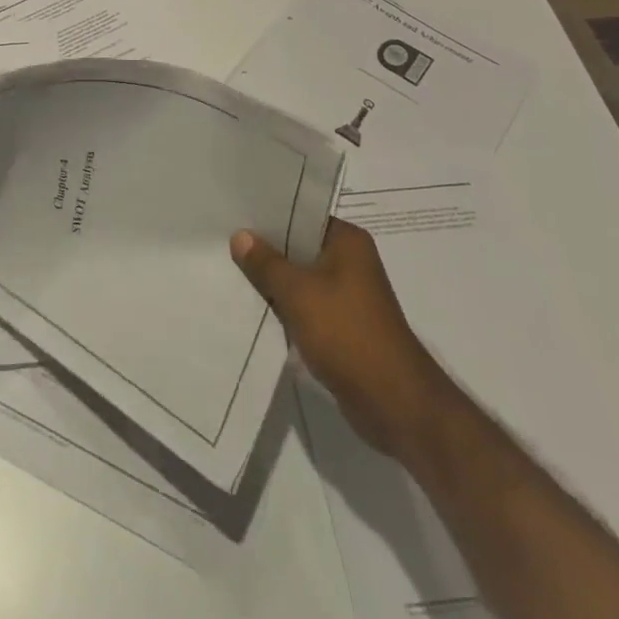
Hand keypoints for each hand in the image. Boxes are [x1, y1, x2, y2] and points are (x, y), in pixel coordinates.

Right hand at [231, 218, 453, 455]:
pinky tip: (256, 307)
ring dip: (275, 282)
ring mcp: (349, 296)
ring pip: (301, 279)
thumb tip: (240, 235)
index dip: (268, 215)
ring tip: (231, 272)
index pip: (301, 215)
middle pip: (299, 247)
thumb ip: (266, 263)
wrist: (395, 404)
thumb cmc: (347, 334)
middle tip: (224, 242)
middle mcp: (351, 262)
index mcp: (347, 241)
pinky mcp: (344, 326)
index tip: (235, 214)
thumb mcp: (297, 293)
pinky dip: (286, 307)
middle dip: (266, 250)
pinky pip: (307, 306)